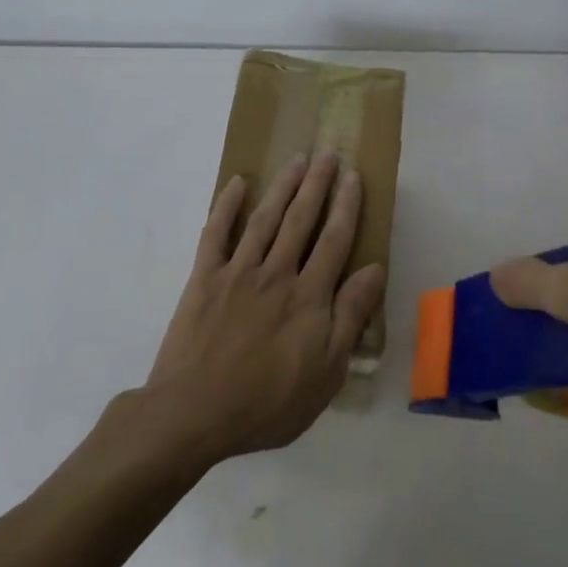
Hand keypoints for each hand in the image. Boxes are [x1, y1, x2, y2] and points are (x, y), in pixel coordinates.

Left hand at [138, 152, 386, 465]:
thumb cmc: (268, 402)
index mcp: (309, 297)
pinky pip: (216, 234)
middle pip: (301, 220)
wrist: (194, 412)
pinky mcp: (203, 280)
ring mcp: (237, 273)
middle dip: (317, 185)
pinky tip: (237, 184)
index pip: (334, 240)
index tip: (354, 177)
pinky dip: (226, 206)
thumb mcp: (326, 371)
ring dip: (282, 187)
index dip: (346, 206)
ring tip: (296, 160)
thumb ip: (350, 316)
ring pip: (265, 219)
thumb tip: (373, 270)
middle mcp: (276, 273)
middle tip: (328, 154)